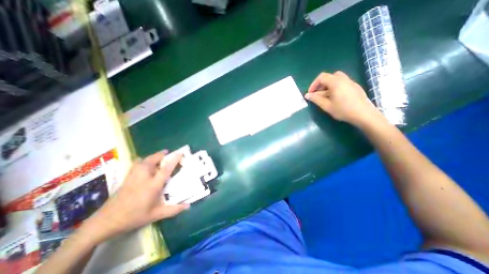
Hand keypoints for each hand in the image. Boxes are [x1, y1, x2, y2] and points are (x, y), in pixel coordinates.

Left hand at [80, 151, 188, 242]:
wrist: (104, 223)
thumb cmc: (133, 218)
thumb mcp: (156, 215)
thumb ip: (173, 210)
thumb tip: (188, 206)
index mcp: (152, 186)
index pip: (165, 169)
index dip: (174, 160)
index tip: (180, 153)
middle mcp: (143, 178)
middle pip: (152, 161)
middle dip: (161, 154)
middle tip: (168, 152)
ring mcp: (133, 177)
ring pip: (143, 161)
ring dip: (152, 156)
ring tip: (158, 155)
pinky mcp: (126, 179)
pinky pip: (135, 165)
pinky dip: (141, 161)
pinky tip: (142, 161)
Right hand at [304, 71, 381, 125]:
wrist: (364, 114)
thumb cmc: (343, 110)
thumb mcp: (327, 106)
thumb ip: (316, 99)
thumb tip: (307, 95)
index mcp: (336, 82)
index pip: (321, 77)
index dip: (313, 84)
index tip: (310, 93)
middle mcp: (343, 79)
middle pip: (329, 77)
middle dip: (321, 84)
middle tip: (318, 94)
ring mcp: (350, 82)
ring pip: (336, 79)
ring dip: (328, 86)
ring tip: (325, 97)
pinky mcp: (355, 87)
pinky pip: (342, 83)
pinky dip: (335, 88)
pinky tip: (335, 98)